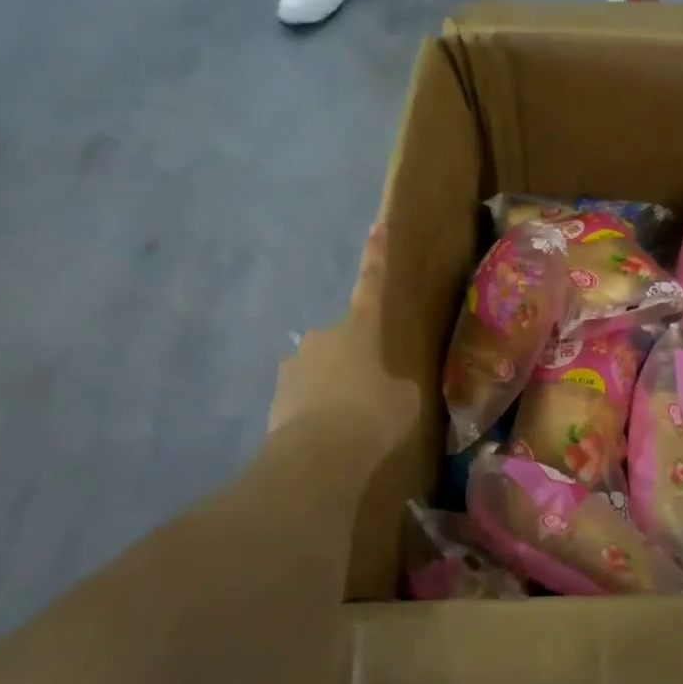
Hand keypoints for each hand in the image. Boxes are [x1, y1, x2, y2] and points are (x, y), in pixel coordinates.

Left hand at [268, 224, 419, 458]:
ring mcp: (294, 366)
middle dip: (355, 358)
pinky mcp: (276, 397)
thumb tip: (391, 389)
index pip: (372, 284)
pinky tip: (329, 437)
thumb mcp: (405, 400)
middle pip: (343, 339)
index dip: (377, 256)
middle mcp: (322, 337)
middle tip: (371, 391)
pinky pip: (303, 396)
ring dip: (334, 386)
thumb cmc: (373, 416)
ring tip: (349, 422)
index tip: (377, 226)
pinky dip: (316, 410)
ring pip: (320, 368)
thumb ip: (398, 386)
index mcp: (359, 329)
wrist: (317, 457)